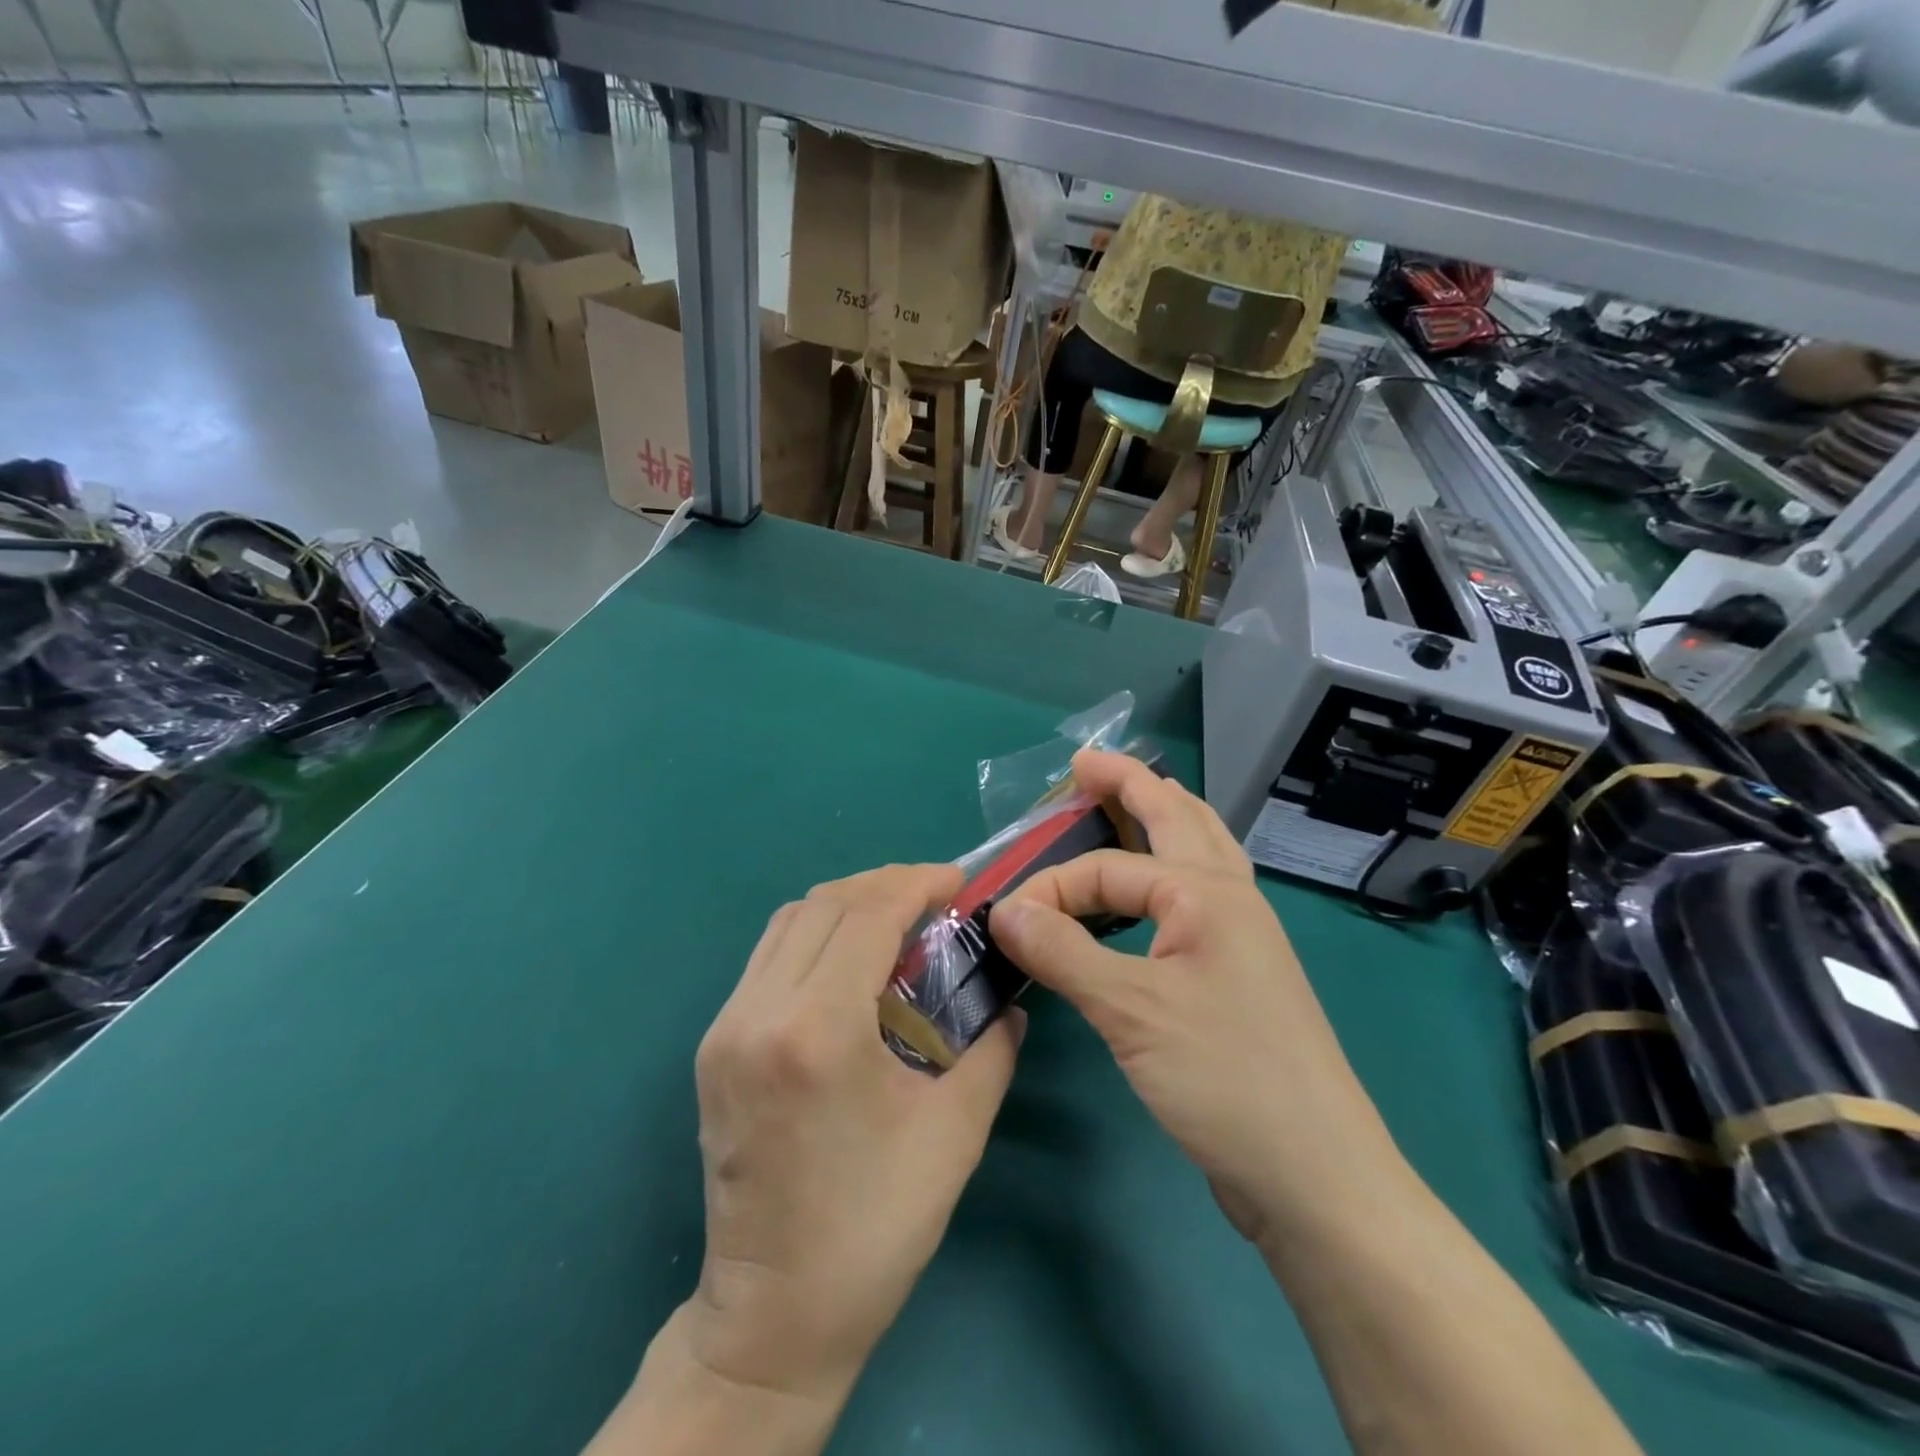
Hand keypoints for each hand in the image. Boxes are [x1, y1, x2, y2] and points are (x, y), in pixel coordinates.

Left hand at [680, 864, 1022, 1406]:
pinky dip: (814, 935)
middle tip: (934, 897)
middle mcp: (759, 1011)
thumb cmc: (875, 1225)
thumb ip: (992, 1048)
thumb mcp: (956, 1131)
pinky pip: (768, 956)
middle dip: (885, 884)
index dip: (917, 882)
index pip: (867, 913)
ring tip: (895, 919)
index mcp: (817, 1030)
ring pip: (788, 921)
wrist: (774, 1314)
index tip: (958, 882)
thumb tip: (1008, 998)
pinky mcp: (714, 1045)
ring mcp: (726, 1027)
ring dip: (846, 904)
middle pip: (824, 903)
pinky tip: (850, 961)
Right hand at [989, 752, 1404, 1248]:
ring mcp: (1240, 937)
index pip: (1107, 870)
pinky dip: (1170, 871)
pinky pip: (1196, 897)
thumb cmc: (1226, 1079)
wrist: (1315, 1177)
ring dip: (1162, 817)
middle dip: (1130, 785)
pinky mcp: (1237, 974)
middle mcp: (1230, 899)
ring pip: (1199, 852)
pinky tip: (1155, 890)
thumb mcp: (1132, 1011)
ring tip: (1129, 799)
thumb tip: (1002, 908)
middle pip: (1177, 818)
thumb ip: (1062, 951)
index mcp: (1208, 894)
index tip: (1004, 920)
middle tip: (1085, 764)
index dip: (1050, 887)